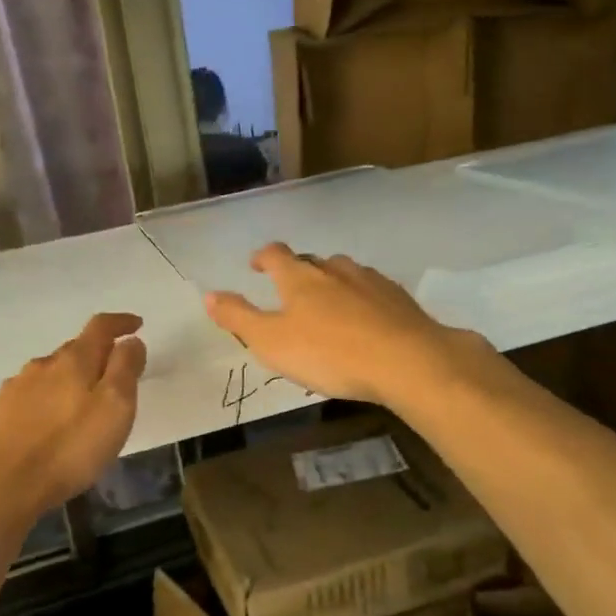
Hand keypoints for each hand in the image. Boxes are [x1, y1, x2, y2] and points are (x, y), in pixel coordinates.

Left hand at [0, 312, 147, 524]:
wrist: (2, 485)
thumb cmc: (70, 447)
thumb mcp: (115, 408)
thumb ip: (126, 369)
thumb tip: (130, 341)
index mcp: (74, 360)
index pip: (100, 326)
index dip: (121, 322)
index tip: (137, 325)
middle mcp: (43, 364)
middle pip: (75, 349)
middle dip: (97, 355)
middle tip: (114, 375)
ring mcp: (17, 386)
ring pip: (51, 372)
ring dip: (70, 378)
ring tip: (83, 402)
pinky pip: (31, 394)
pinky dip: (48, 398)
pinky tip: (50, 421)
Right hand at [204, 244, 488, 406]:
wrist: (407, 361)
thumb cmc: (329, 353)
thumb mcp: (270, 342)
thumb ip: (238, 317)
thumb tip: (208, 294)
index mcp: (299, 278)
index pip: (275, 254)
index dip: (263, 257)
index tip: (256, 266)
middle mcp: (334, 269)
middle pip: (311, 261)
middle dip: (298, 272)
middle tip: (291, 293)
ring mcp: (370, 280)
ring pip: (344, 272)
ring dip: (332, 283)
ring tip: (329, 305)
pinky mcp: (399, 298)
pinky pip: (373, 290)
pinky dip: (363, 298)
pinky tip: (366, 319)